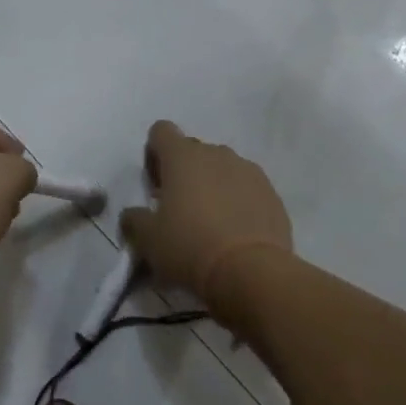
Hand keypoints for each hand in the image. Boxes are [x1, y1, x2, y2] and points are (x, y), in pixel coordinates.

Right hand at [119, 121, 292, 314]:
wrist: (252, 273)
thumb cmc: (190, 247)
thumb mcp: (148, 240)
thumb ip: (134, 220)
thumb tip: (134, 215)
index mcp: (182, 156)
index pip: (161, 131)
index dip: (154, 154)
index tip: (155, 185)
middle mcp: (216, 153)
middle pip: (193, 151)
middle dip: (184, 173)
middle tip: (179, 210)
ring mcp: (248, 170)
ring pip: (222, 169)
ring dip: (213, 186)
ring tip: (211, 224)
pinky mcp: (271, 193)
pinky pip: (247, 188)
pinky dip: (238, 202)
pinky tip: (236, 233)